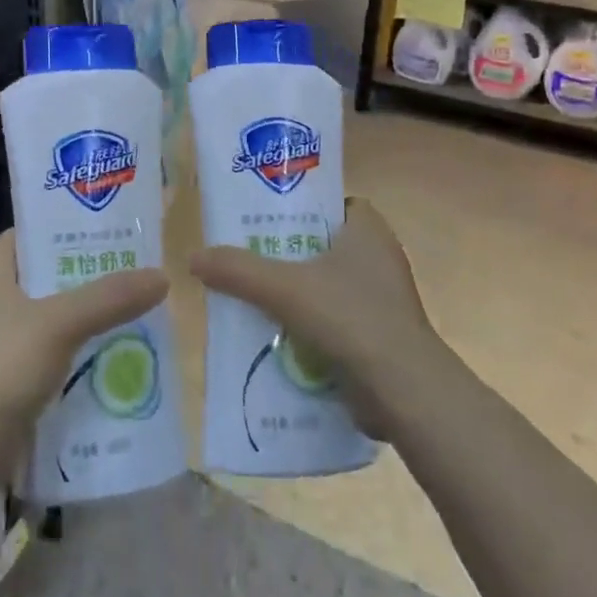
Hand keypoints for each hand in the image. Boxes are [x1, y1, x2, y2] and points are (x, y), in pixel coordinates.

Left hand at [0, 229, 167, 486]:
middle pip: (42, 278)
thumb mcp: (60, 323)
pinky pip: (45, 357)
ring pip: (47, 320)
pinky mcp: (1, 381)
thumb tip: (162, 276)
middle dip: (83, 278)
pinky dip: (72, 355)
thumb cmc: (2, 366)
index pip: (28, 235)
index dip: (63, 228)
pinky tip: (107, 359)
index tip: (105, 231)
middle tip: (129, 273)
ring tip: (128, 313)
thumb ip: (110, 298)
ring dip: (82, 319)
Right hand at [189, 198, 440, 439]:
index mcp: (368, 229)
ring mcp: (382, 300)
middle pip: (320, 245)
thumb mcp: (284, 288)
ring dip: (294, 293)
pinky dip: (307, 325)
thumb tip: (192, 258)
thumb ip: (238, 270)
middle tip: (244, 256)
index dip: (297, 206)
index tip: (262, 217)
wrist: (404, 393)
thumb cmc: (350, 318)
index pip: (329, 203)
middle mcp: (379, 258)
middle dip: (285, 253)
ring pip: (325, 285)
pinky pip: (333, 320)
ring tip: (249, 296)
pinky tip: (273, 334)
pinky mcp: (378, 337)